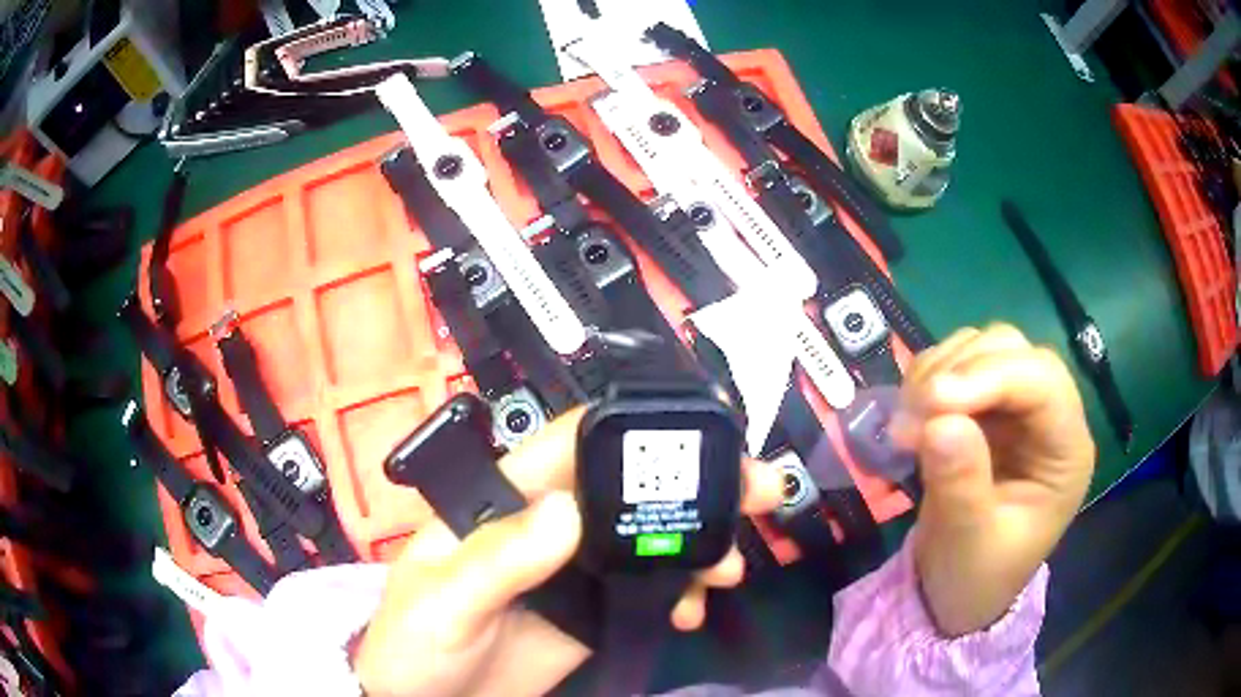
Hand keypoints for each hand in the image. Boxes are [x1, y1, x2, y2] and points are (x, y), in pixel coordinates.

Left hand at [353, 407, 782, 696]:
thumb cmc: (415, 645)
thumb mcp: (444, 602)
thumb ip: (497, 561)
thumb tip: (567, 510)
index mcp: (503, 502)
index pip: (568, 445)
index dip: (631, 434)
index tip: (701, 442)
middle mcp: (545, 526)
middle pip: (623, 490)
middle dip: (691, 487)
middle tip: (755, 490)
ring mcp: (573, 572)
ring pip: (645, 539)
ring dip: (696, 542)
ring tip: (730, 566)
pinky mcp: (592, 612)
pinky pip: (647, 590)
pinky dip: (679, 591)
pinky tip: (693, 607)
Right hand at [892, 325, 1095, 636]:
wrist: (957, 590)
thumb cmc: (976, 577)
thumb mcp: (969, 543)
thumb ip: (961, 485)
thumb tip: (939, 422)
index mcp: (1066, 453)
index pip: (1044, 384)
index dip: (992, 377)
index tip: (933, 402)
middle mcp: (1049, 418)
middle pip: (1016, 353)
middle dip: (962, 371)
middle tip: (913, 414)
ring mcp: (1017, 408)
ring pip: (986, 348)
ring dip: (941, 370)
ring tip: (907, 421)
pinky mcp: (986, 407)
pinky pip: (959, 363)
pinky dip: (929, 376)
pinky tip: (911, 413)